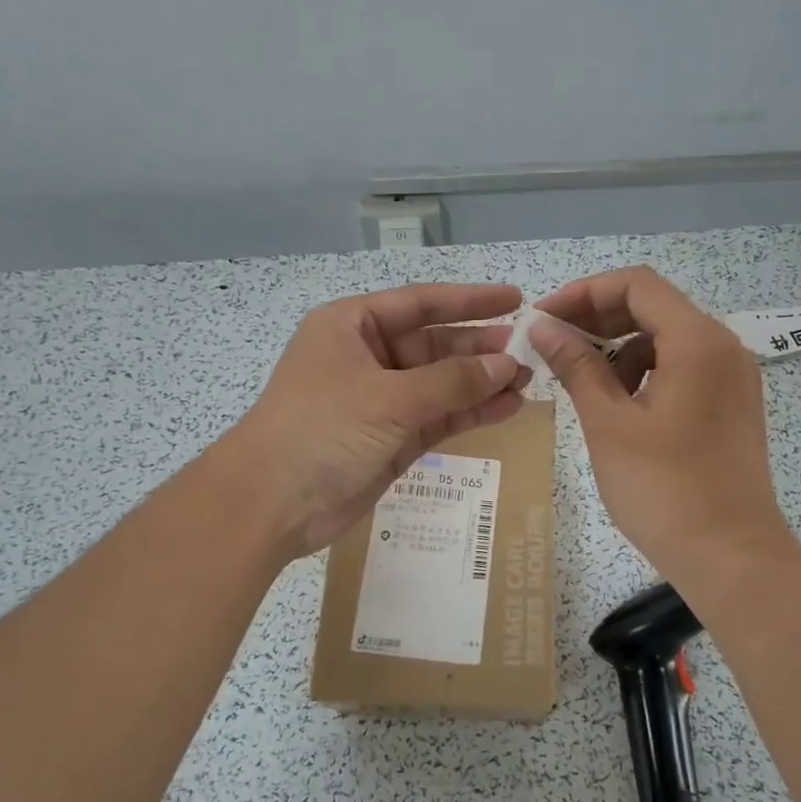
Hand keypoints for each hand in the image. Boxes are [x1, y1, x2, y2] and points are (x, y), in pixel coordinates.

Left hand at [222, 282, 527, 558]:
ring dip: (481, 382)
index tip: (515, 298)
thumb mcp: (389, 398)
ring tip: (527, 381)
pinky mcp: (392, 438)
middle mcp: (367, 357)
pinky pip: (439, 417)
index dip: (469, 300)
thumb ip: (451, 381)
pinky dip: (470, 412)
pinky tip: (507, 407)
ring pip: (441, 383)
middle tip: (529, 351)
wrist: (272, 503)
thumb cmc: (322, 430)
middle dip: (479, 347)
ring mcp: (381, 400)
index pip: (420, 303)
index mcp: (352, 326)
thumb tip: (506, 365)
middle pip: (434, 344)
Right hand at [532, 266, 795, 584]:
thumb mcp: (608, 424)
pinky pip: (683, 368)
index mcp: (697, 341)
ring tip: (583, 386)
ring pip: (667, 339)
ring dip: (620, 350)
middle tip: (553, 347)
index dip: (584, 293)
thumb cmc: (663, 489)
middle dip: (598, 320)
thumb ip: (576, 366)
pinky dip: (646, 373)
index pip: (636, 285)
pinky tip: (620, 407)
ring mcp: (733, 377)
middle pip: (654, 307)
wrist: (731, 557)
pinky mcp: (732, 405)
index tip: (544, 320)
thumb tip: (543, 327)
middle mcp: (724, 347)